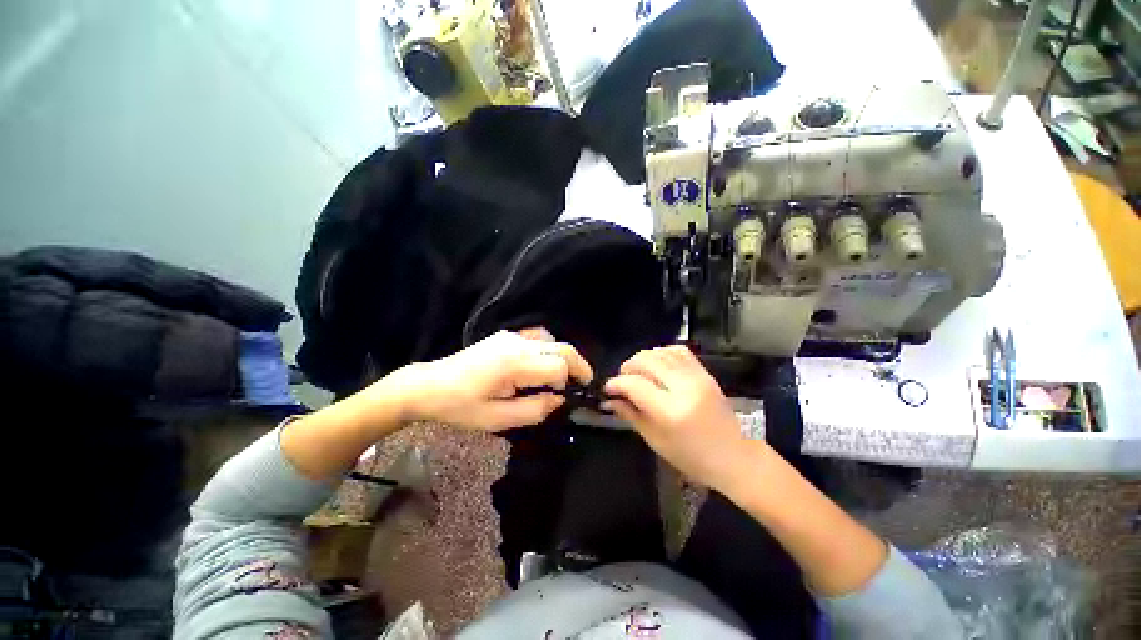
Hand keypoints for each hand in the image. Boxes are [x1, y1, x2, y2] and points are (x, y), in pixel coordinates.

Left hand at [393, 328, 592, 431]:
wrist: (430, 386)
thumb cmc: (461, 407)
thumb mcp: (498, 419)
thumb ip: (535, 410)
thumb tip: (561, 400)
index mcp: (515, 364)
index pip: (559, 366)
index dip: (570, 383)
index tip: (568, 399)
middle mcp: (518, 343)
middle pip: (562, 348)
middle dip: (578, 366)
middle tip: (582, 385)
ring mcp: (512, 336)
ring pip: (552, 341)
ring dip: (562, 358)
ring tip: (561, 378)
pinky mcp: (506, 336)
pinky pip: (538, 338)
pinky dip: (548, 350)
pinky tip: (541, 365)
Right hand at [602, 346, 764, 490]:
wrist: (734, 457)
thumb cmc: (691, 457)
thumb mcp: (655, 441)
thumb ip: (630, 415)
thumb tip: (609, 399)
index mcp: (670, 411)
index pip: (635, 385)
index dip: (616, 384)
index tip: (608, 389)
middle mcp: (684, 388)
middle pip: (646, 361)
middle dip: (627, 367)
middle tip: (622, 379)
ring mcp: (697, 378)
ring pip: (661, 353)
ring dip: (643, 359)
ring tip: (637, 372)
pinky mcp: (705, 373)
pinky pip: (679, 351)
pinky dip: (662, 353)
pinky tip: (656, 364)